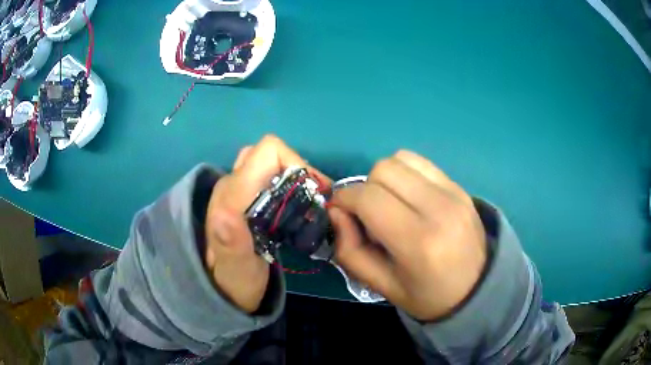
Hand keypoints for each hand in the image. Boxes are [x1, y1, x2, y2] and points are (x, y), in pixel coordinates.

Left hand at [204, 135, 327, 312]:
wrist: (226, 288)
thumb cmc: (235, 282)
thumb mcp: (236, 270)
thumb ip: (231, 244)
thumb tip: (228, 213)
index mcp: (230, 197)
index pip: (267, 152)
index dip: (297, 162)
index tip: (316, 192)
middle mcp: (232, 185)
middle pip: (270, 154)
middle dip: (299, 170)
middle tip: (316, 200)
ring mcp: (237, 190)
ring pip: (270, 164)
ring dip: (295, 177)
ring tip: (310, 204)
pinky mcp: (243, 198)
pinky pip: (270, 176)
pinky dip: (289, 185)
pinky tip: (297, 209)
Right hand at [329, 150, 486, 320]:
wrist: (476, 288)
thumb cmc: (426, 295)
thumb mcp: (380, 285)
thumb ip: (349, 250)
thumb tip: (337, 211)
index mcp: (418, 242)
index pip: (368, 198)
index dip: (345, 200)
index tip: (341, 212)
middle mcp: (439, 209)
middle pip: (383, 170)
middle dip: (364, 189)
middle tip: (370, 215)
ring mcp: (453, 193)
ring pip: (400, 159)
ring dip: (385, 178)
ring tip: (391, 204)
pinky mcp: (459, 186)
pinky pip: (420, 162)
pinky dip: (405, 173)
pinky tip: (409, 197)